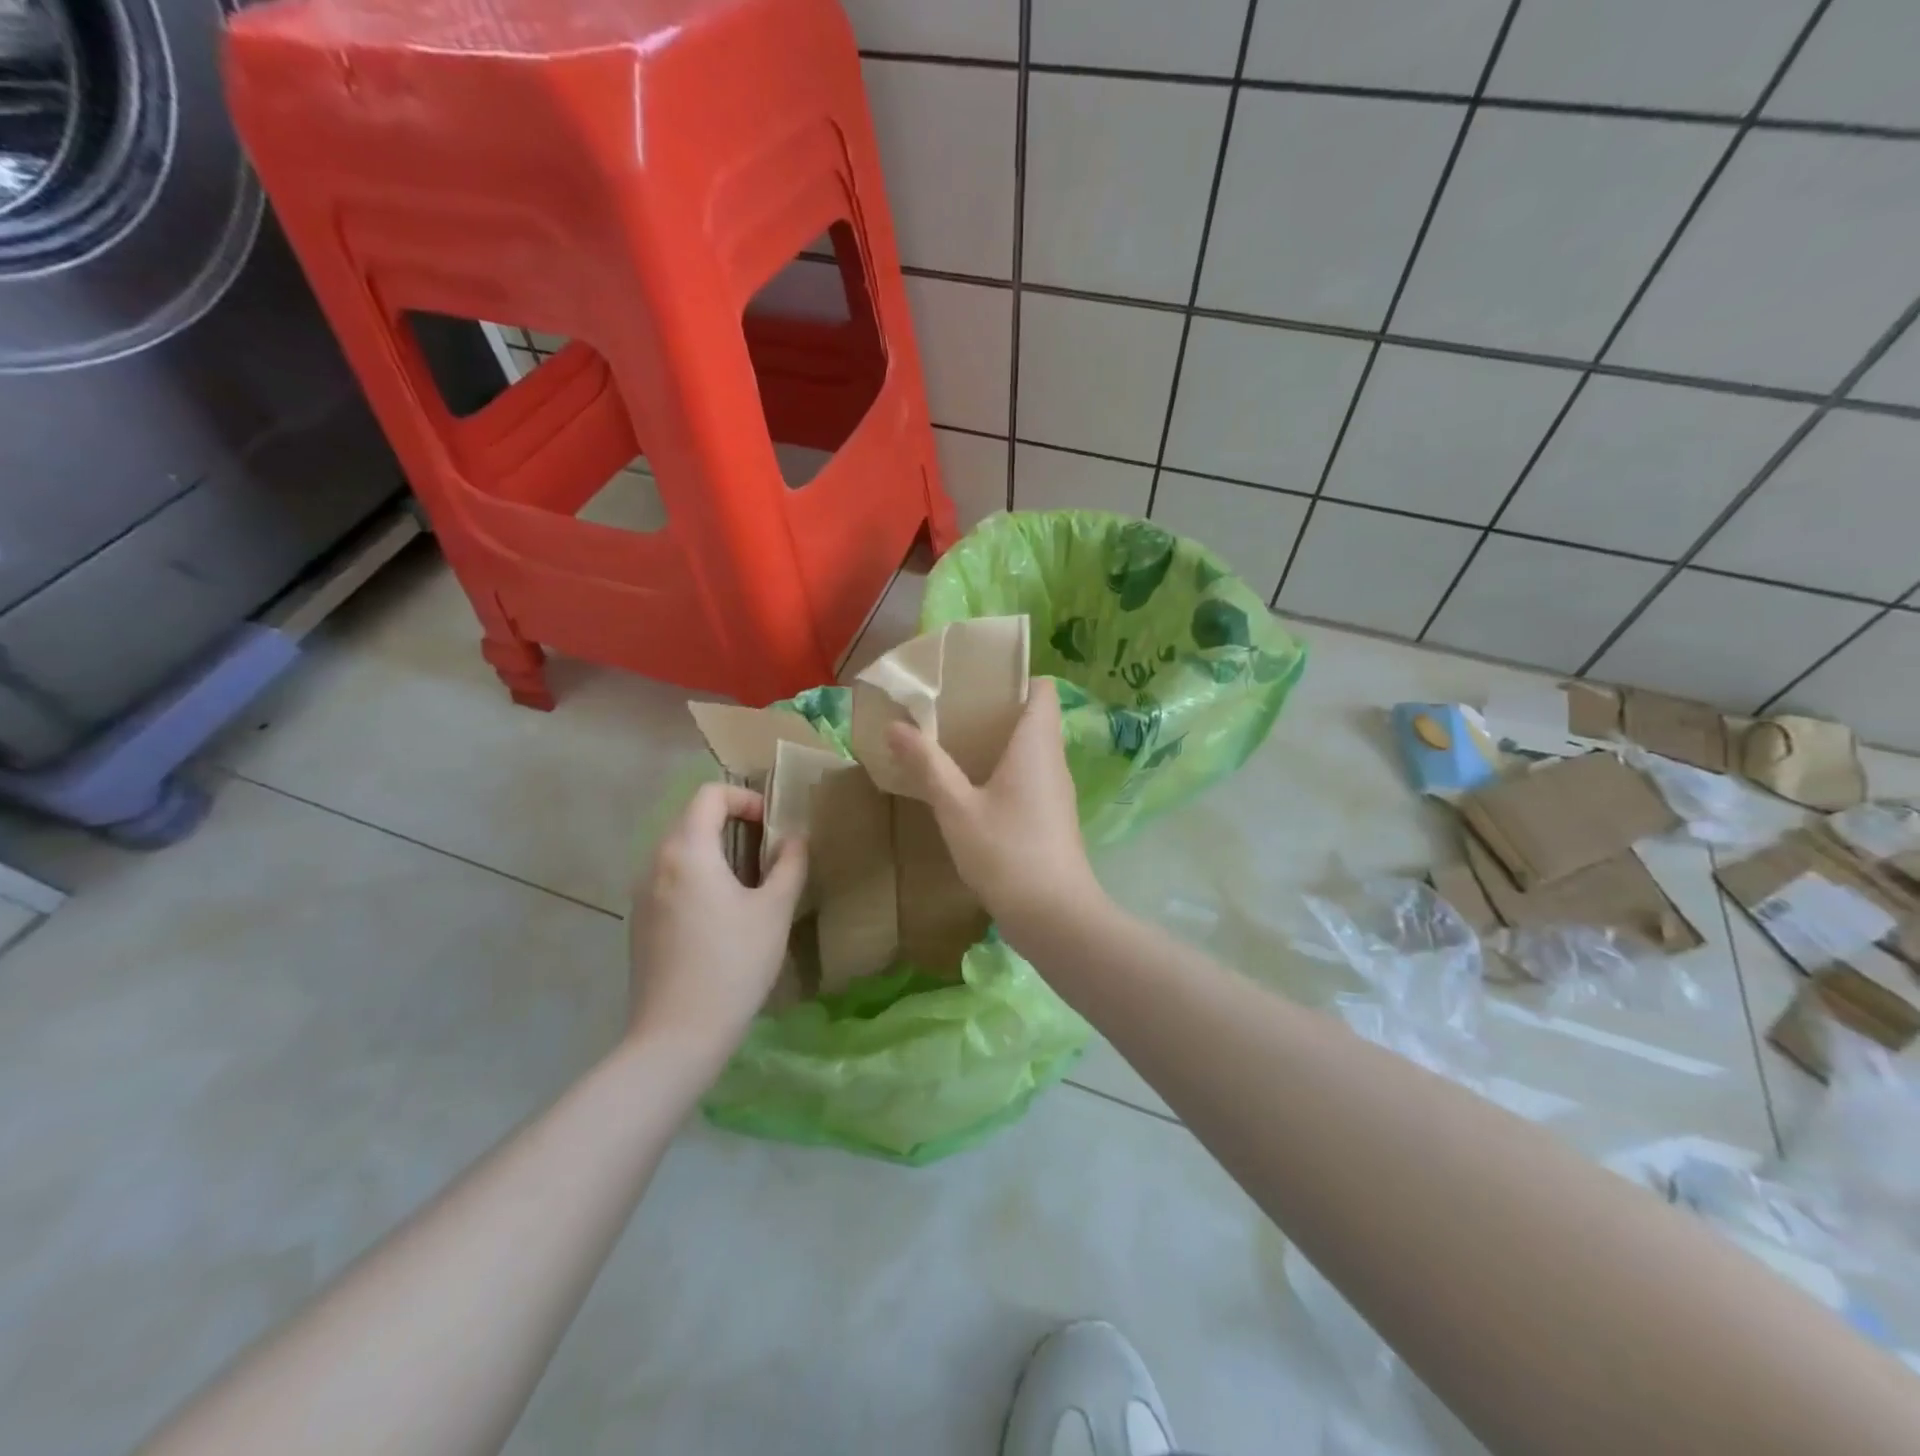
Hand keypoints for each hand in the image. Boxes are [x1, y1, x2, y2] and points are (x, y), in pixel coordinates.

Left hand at [628, 783, 807, 1062]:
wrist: (678, 1035)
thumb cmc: (734, 964)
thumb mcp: (774, 910)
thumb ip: (789, 864)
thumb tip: (794, 839)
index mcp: (687, 851)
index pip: (710, 794)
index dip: (745, 798)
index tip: (772, 827)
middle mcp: (655, 863)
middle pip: (692, 819)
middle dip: (732, 823)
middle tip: (767, 853)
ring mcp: (642, 894)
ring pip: (680, 850)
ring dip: (715, 851)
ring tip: (749, 885)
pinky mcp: (640, 922)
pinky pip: (670, 879)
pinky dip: (698, 877)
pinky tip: (721, 917)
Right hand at [885, 678, 1103, 938]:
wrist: (1055, 917)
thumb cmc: (1006, 853)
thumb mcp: (957, 808)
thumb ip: (928, 765)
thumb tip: (896, 726)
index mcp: (1036, 745)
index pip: (1042, 690)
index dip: (1015, 679)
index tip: (976, 682)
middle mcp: (1052, 761)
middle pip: (1033, 718)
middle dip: (995, 711)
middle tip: (950, 713)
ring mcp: (1056, 792)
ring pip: (1031, 751)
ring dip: (997, 744)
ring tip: (953, 746)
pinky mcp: (1052, 819)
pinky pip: (1029, 779)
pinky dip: (1004, 773)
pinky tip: (971, 791)